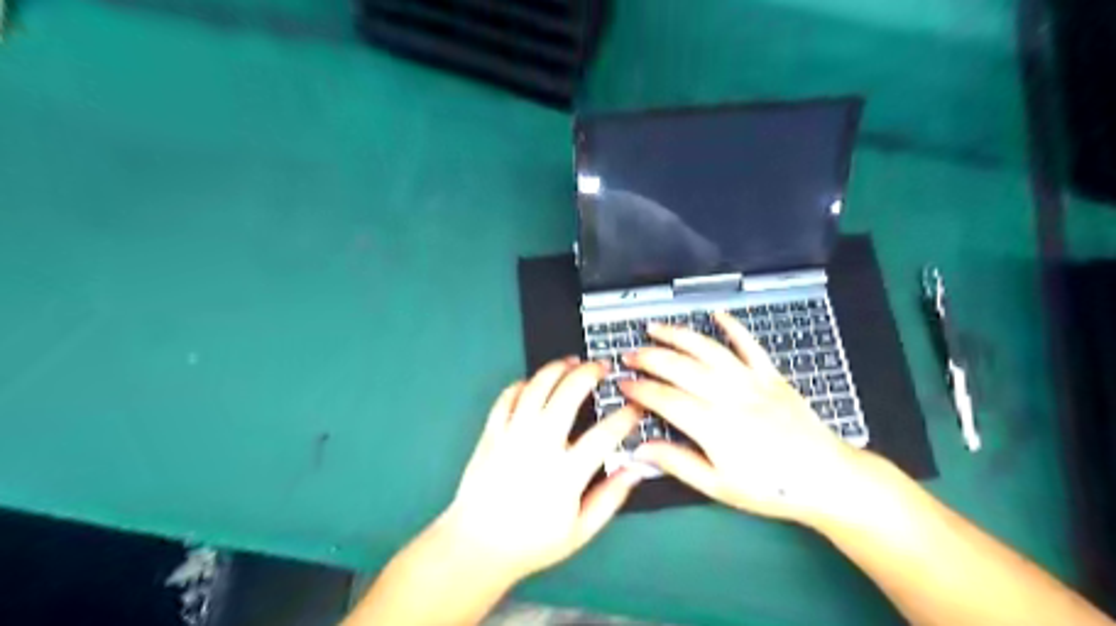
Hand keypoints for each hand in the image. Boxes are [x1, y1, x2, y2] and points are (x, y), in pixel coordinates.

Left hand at [438, 356, 645, 581]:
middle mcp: (539, 446)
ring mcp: (512, 435)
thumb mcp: (580, 531)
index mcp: (565, 474)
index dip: (625, 417)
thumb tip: (636, 469)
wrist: (476, 546)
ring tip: (572, 361)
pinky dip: (523, 384)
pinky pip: (507, 397)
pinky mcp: (491, 432)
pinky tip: (534, 382)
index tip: (636, 408)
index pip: (604, 434)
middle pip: (567, 394)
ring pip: (536, 387)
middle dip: (589, 373)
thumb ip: (610, 498)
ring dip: (557, 368)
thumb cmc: (532, 542)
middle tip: (603, 367)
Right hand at [619, 312, 870, 525]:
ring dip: (678, 335)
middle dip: (649, 358)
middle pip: (681, 368)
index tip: (622, 384)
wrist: (826, 479)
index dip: (640, 390)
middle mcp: (730, 396)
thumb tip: (640, 451)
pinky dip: (733, 327)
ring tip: (655, 328)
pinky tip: (717, 314)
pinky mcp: (771, 375)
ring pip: (708, 350)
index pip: (665, 399)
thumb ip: (677, 463)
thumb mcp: (718, 486)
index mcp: (713, 426)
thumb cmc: (770, 488)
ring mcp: (752, 381)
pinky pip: (750, 345)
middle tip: (629, 355)